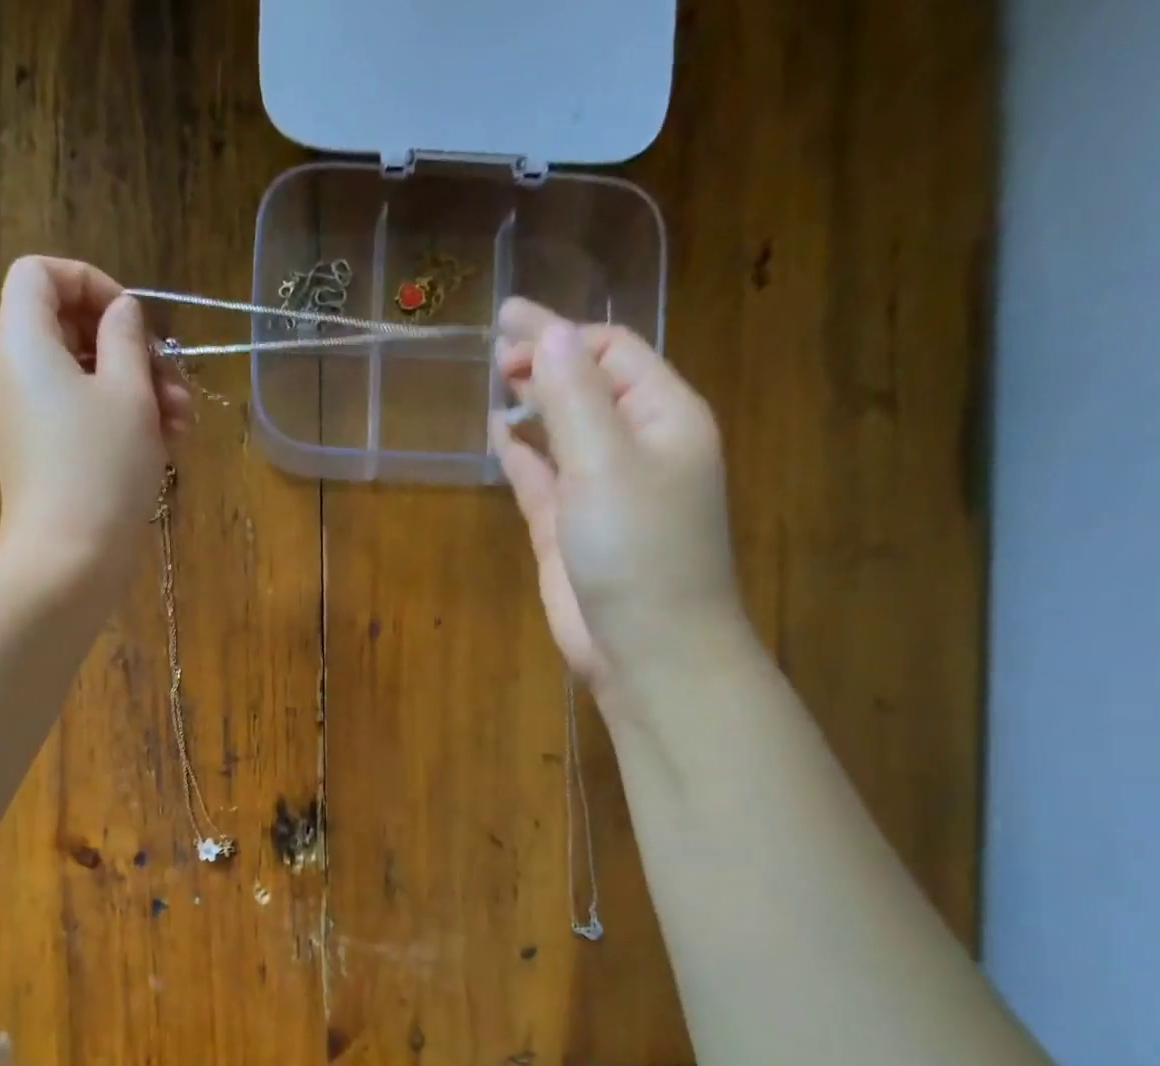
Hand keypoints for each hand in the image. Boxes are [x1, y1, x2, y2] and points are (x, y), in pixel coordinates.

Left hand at [0, 256, 192, 585]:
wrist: (68, 560)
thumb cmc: (101, 468)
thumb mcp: (129, 392)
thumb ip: (126, 338)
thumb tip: (121, 313)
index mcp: (23, 342)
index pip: (39, 273)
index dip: (90, 282)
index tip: (133, 319)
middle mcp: (15, 373)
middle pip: (69, 328)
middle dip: (129, 348)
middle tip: (172, 380)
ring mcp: (27, 418)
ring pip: (83, 378)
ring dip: (137, 389)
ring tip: (181, 423)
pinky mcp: (43, 455)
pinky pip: (79, 417)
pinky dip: (119, 420)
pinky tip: (165, 445)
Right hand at [491, 298, 744, 696]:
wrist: (646, 647)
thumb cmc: (638, 549)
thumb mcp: (605, 462)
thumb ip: (573, 397)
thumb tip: (548, 332)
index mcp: (663, 417)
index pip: (613, 352)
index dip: (562, 332)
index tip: (507, 324)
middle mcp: (636, 447)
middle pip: (589, 385)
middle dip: (547, 360)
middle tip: (496, 348)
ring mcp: (601, 490)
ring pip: (565, 429)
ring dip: (536, 401)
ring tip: (499, 377)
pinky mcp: (569, 529)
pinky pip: (544, 476)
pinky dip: (523, 453)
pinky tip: (500, 434)